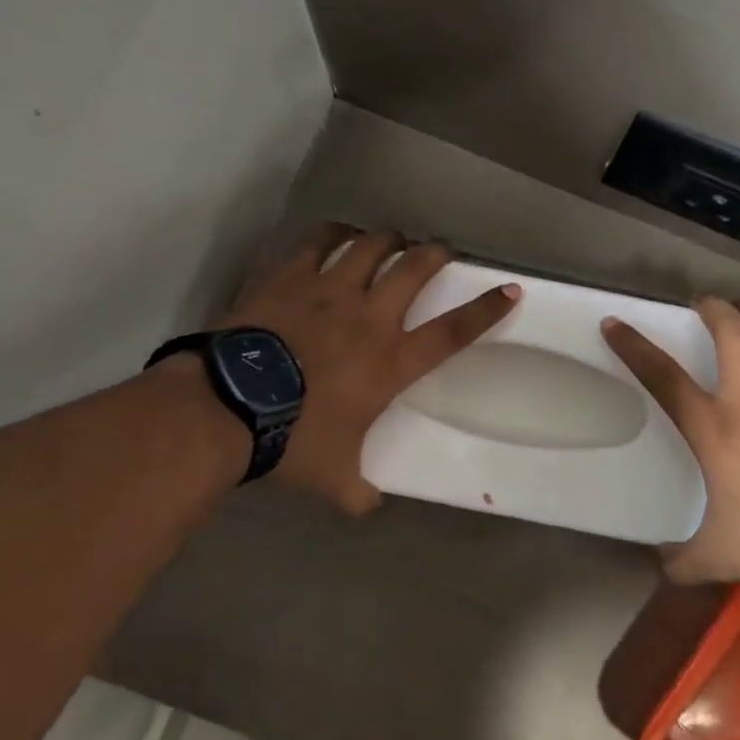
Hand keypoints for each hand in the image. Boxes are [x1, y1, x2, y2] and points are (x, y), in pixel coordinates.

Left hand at [221, 226, 520, 514]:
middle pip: (415, 269)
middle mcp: (369, 316)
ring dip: (386, 239)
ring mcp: (328, 290)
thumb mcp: (332, 476)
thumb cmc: (291, 439)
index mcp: (390, 361)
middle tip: (439, 250)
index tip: (511, 290)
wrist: (227, 408)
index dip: (486, 311)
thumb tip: (370, 506)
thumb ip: (358, 491)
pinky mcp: (289, 277)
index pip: (453, 332)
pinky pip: (316, 241)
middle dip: (434, 253)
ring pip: (370, 245)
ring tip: (390, 239)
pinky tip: (336, 234)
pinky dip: (331, 233)